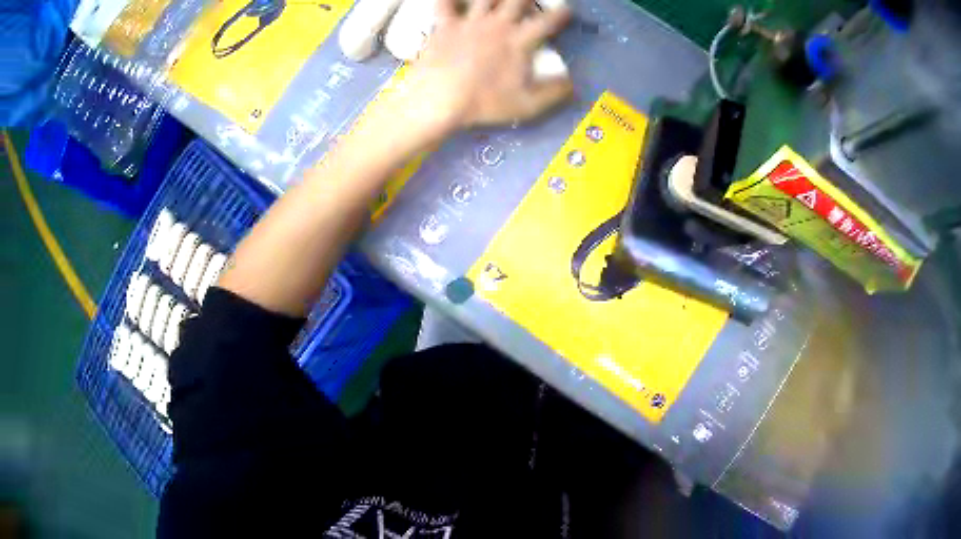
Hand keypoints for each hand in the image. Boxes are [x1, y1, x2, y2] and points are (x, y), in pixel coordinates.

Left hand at [389, 0, 572, 134]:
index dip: (561, 14)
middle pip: (518, 0)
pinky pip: (445, 4)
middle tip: (531, 0)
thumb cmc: (485, 103)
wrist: (439, 101)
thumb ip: (555, 92)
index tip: (567, 10)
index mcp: (520, 41)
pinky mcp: (445, 26)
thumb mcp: (528, 105)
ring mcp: (470, 22)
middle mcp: (498, 24)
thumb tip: (574, 82)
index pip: (547, 21)